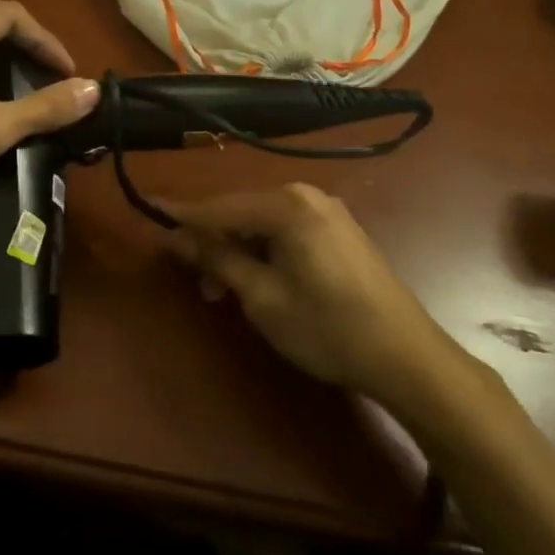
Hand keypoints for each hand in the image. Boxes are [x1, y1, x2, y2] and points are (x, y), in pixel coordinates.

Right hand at [167, 183, 482, 423]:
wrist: (406, 357)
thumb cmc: (326, 327)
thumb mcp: (261, 296)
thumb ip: (217, 258)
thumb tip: (177, 235)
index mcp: (286, 205)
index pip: (219, 206)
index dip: (182, 214)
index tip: (148, 209)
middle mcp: (306, 197)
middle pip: (241, 212)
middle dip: (212, 242)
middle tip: (194, 280)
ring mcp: (327, 213)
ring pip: (262, 224)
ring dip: (236, 251)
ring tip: (222, 291)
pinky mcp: (339, 233)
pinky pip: (285, 232)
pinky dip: (263, 252)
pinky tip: (255, 281)